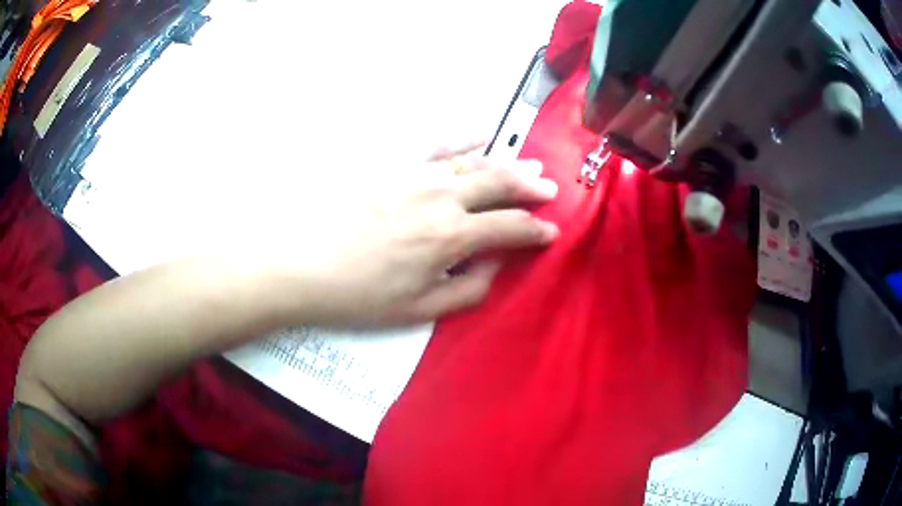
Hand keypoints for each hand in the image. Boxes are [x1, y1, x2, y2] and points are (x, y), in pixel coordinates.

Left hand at [292, 144, 558, 326]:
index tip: (551, 232)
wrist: (299, 262)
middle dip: (532, 188)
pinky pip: (437, 144)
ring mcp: (416, 173)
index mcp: (452, 236)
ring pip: (475, 161)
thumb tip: (494, 267)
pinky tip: (480, 134)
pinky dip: (464, 138)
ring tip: (529, 163)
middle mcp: (442, 196)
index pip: (511, 228)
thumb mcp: (417, 311)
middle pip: (501, 184)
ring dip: (507, 163)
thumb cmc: (356, 294)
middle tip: (550, 189)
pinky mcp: (392, 162)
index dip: (536, 231)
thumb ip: (466, 291)